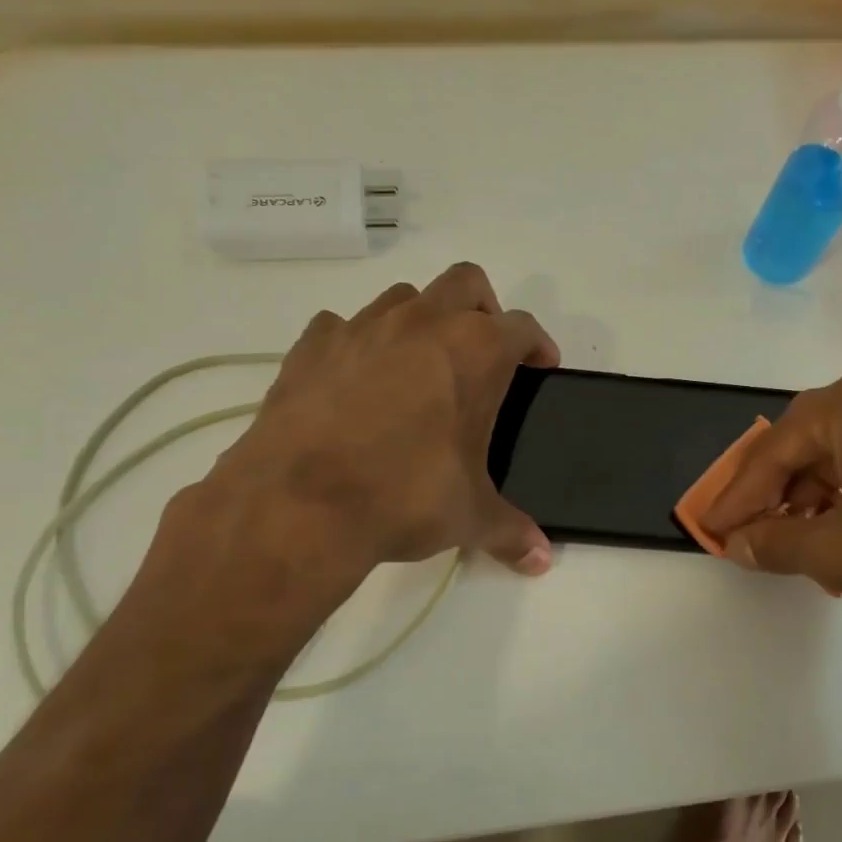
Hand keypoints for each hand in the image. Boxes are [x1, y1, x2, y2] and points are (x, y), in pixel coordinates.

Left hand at [127, 265, 558, 673]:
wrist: (301, 503)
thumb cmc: (404, 497)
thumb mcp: (469, 516)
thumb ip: (511, 530)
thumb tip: (540, 558)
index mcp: (475, 351)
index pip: (523, 327)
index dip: (538, 345)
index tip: (540, 367)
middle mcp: (422, 323)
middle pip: (466, 283)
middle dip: (484, 310)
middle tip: (482, 356)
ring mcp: (362, 326)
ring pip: (404, 298)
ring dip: (421, 321)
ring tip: (418, 370)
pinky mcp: (311, 345)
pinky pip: (342, 326)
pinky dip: (357, 344)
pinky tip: (355, 382)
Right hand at [700, 363, 841, 649]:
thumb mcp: (837, 550)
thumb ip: (776, 543)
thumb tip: (740, 543)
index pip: (774, 450)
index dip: (738, 496)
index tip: (713, 530)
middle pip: (812, 445)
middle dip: (778, 494)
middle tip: (753, 533)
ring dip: (819, 501)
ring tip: (804, 549)